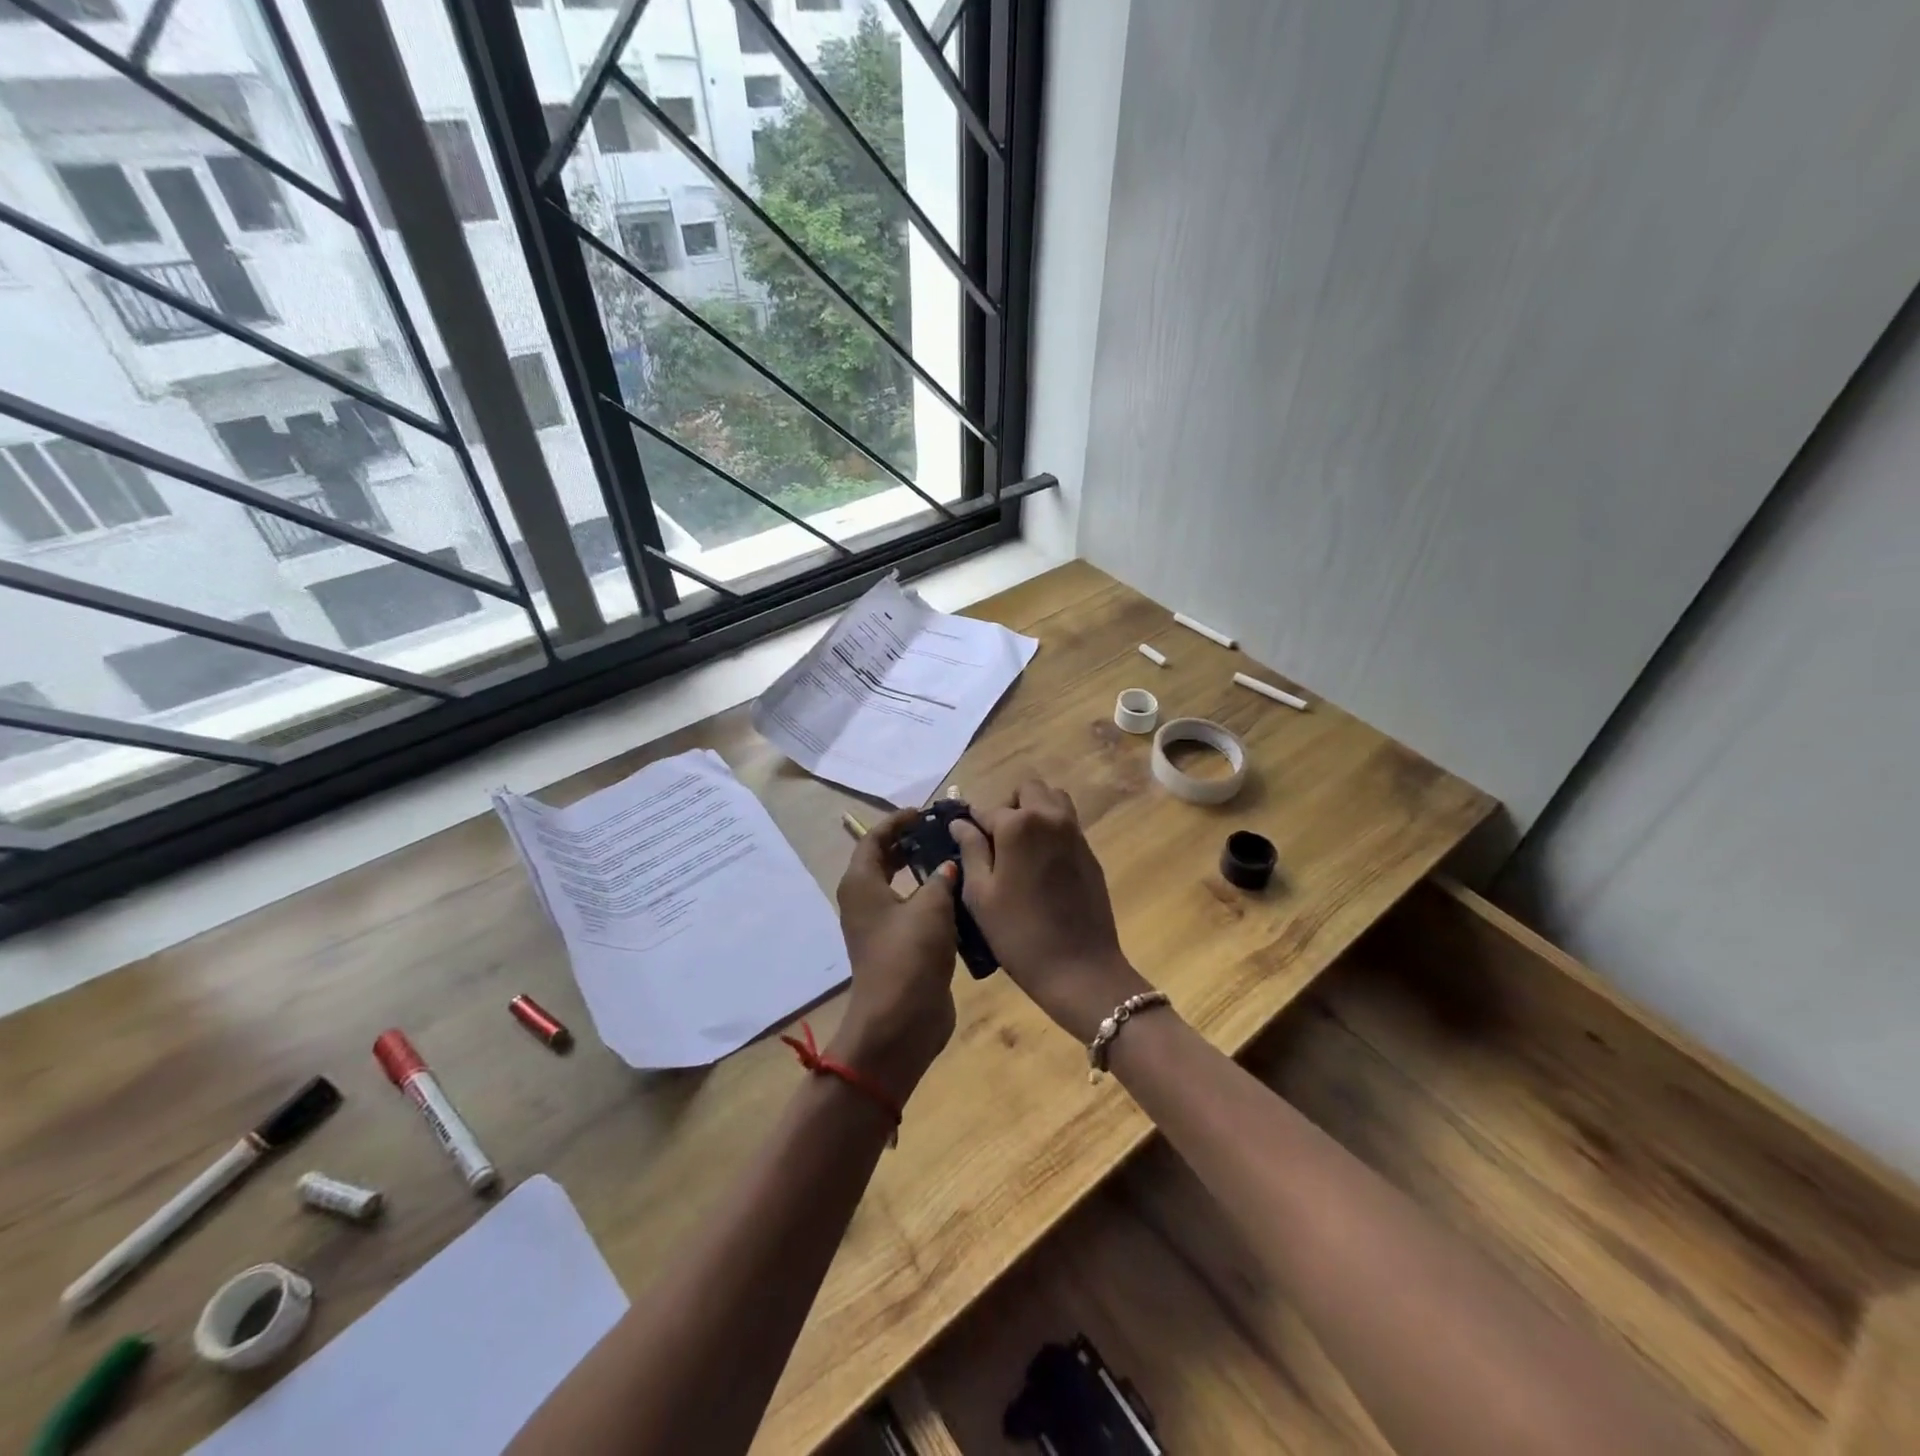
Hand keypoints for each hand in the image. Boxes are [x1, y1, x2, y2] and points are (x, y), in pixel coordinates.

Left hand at [831, 808, 960, 1104]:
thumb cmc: (909, 955)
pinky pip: (914, 911)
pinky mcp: (899, 948)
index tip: (925, 812)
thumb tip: (949, 864)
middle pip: (884, 861)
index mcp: (862, 884)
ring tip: (957, 859)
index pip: (873, 839)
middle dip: (911, 844)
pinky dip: (932, 899)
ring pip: (901, 887)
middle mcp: (865, 901)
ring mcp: (881, 927)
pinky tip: (962, 896)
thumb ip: (942, 878)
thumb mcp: (931, 908)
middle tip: (943, 833)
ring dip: (925, 872)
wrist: (901, 1022)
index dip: (897, 822)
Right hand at [951, 780, 1152, 1042]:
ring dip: (1034, 810)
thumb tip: (961, 823)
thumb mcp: (980, 895)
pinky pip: (1067, 823)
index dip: (971, 824)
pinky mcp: (1089, 852)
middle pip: (1027, 790)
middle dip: (1008, 806)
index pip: (986, 810)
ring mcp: (1074, 833)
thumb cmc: (1019, 934)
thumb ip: (970, 850)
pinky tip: (1040, 864)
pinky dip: (1051, 828)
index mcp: (1019, 825)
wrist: (1080, 968)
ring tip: (1019, 847)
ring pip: (1053, 799)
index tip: (962, 839)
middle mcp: (1050, 817)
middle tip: (996, 841)